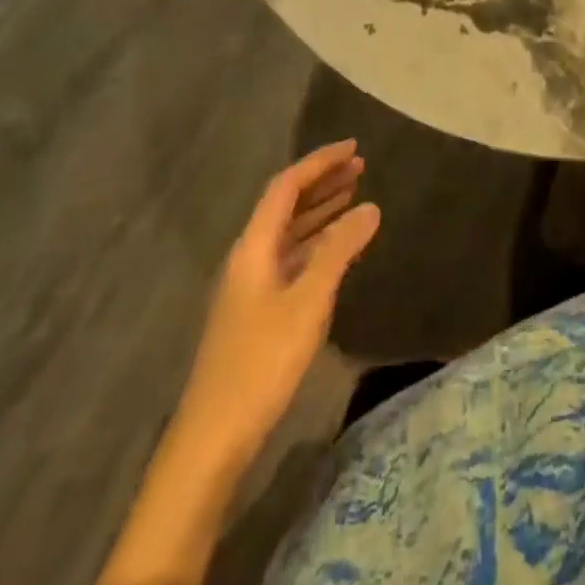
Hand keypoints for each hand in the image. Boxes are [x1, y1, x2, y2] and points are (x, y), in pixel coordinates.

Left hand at [180, 140, 380, 456]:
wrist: (214, 436)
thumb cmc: (261, 362)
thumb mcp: (308, 302)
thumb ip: (339, 251)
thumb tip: (370, 207)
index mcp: (253, 247)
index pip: (286, 186)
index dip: (319, 163)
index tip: (354, 148)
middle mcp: (249, 257)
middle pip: (285, 205)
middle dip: (322, 182)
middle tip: (361, 167)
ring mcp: (251, 285)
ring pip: (289, 232)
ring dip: (320, 210)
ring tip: (354, 195)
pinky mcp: (258, 310)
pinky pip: (291, 257)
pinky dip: (317, 242)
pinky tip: (337, 248)